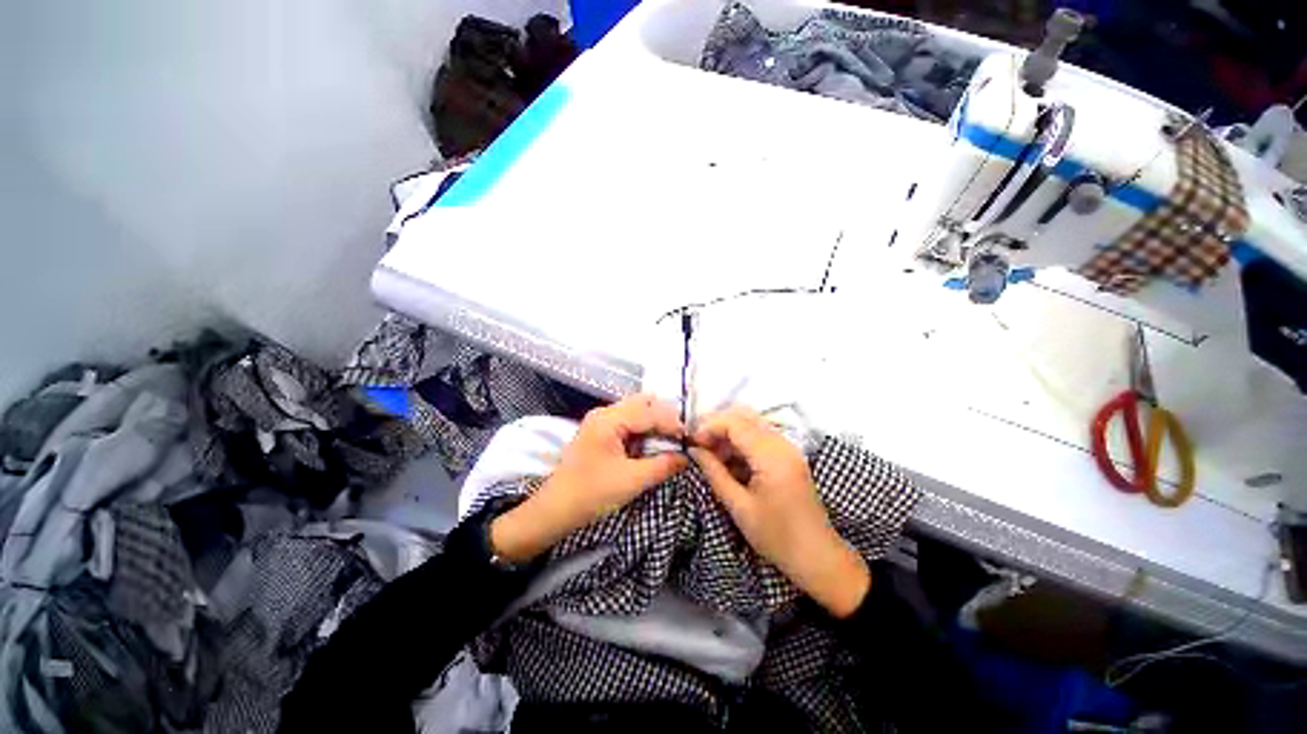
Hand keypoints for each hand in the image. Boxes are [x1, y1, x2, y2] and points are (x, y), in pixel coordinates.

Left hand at [491, 394, 687, 561]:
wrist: (555, 509)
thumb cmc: (592, 494)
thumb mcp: (632, 481)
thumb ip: (663, 466)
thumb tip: (686, 457)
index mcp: (610, 419)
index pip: (650, 412)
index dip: (672, 423)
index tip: (690, 438)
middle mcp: (604, 412)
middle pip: (643, 402)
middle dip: (664, 416)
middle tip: (679, 437)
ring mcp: (600, 420)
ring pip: (636, 410)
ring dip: (654, 422)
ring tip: (669, 441)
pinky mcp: (600, 431)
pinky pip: (628, 421)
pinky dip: (643, 429)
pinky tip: (651, 445)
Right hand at [690, 407, 870, 617]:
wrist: (818, 557)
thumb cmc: (776, 536)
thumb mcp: (739, 506)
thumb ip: (714, 472)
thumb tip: (694, 449)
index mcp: (771, 455)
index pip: (735, 423)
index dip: (709, 427)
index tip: (690, 442)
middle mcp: (782, 443)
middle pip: (743, 417)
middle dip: (717, 427)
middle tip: (697, 445)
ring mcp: (788, 448)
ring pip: (751, 425)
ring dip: (728, 434)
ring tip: (709, 455)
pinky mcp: (788, 456)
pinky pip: (760, 438)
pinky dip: (740, 443)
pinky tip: (727, 461)